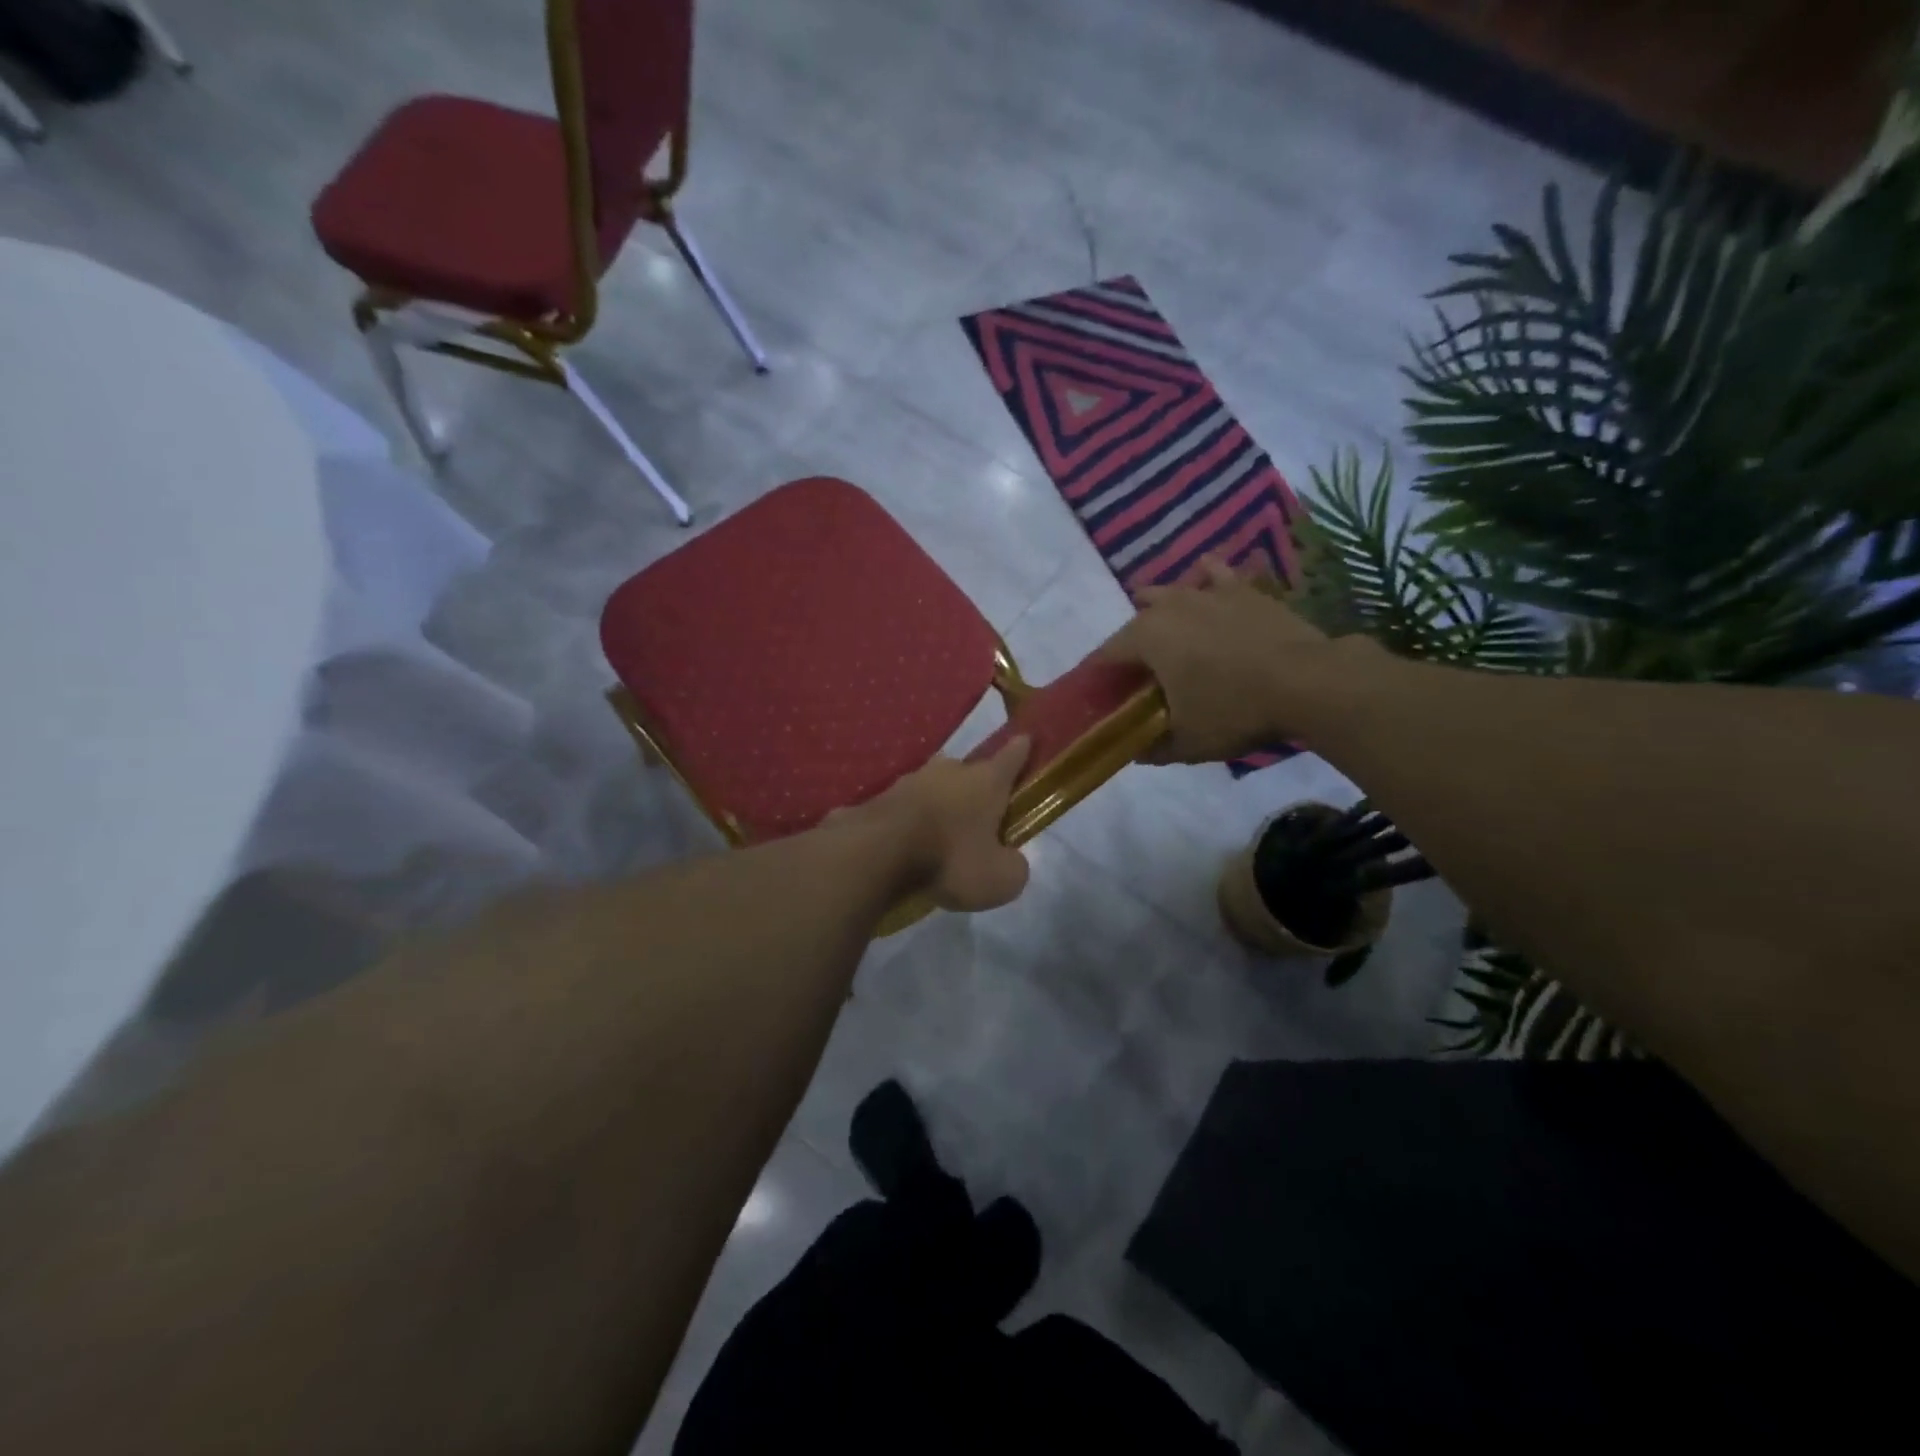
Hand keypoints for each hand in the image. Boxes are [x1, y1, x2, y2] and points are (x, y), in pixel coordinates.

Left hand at [847, 736, 1032, 911]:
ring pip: (934, 786)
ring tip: (941, 833)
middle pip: (970, 771)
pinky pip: (906, 807)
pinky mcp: (880, 798)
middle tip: (980, 813)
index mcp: (986, 781)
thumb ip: (1014, 867)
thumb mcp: (999, 879)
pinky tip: (909, 842)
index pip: (1012, 756)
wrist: (876, 853)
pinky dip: (911, 820)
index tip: (1027, 738)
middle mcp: (950, 771)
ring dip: (940, 803)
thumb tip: (1010, 861)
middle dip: (976, 787)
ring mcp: (911, 780)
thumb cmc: (950, 859)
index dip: (1022, 749)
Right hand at [1101, 556, 1352, 762]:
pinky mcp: (1244, 591)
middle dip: (1130, 645)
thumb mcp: (1186, 743)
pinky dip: (1206, 577)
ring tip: (1159, 622)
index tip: (1098, 693)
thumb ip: (1153, 748)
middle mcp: (1170, 606)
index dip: (1098, 675)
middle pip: (1135, 622)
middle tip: (1138, 674)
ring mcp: (1208, 593)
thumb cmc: (1234, 711)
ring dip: (1158, 607)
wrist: (1307, 682)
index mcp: (1146, 638)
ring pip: (1170, 592)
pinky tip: (1204, 575)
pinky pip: (1216, 575)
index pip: (1106, 655)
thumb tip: (1136, 751)